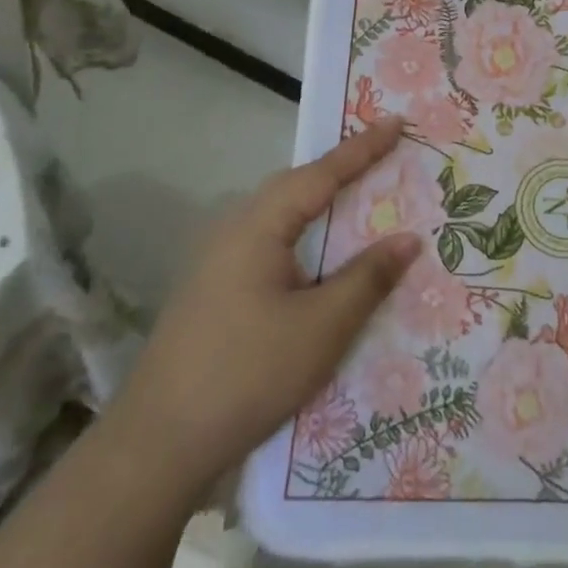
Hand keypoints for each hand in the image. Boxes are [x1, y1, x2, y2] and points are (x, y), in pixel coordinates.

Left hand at [110, 117, 421, 503]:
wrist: (158, 445)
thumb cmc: (248, 373)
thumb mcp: (323, 326)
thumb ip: (368, 277)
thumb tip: (409, 238)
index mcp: (258, 227)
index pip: (321, 174)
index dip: (363, 148)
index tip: (397, 122)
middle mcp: (235, 231)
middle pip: (297, 188)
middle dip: (342, 170)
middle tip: (386, 156)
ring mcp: (220, 263)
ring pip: (284, 219)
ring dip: (326, 206)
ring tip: (366, 199)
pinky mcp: (218, 291)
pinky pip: (275, 246)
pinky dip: (310, 238)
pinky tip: (327, 259)